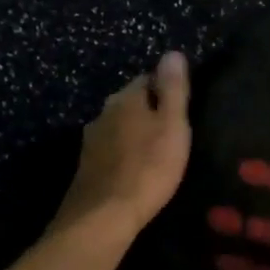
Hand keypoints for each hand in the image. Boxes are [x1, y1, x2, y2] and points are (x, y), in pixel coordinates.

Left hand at [54, 52, 191, 241]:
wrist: (104, 216)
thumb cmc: (148, 168)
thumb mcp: (172, 126)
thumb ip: (173, 89)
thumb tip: (172, 52)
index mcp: (124, 98)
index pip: (147, 78)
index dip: (166, 88)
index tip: (183, 105)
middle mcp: (103, 113)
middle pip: (130, 102)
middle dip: (149, 110)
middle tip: (172, 129)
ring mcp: (91, 141)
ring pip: (118, 127)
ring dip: (134, 133)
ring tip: (156, 150)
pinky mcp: (87, 167)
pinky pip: (111, 150)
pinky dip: (123, 153)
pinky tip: (134, 169)